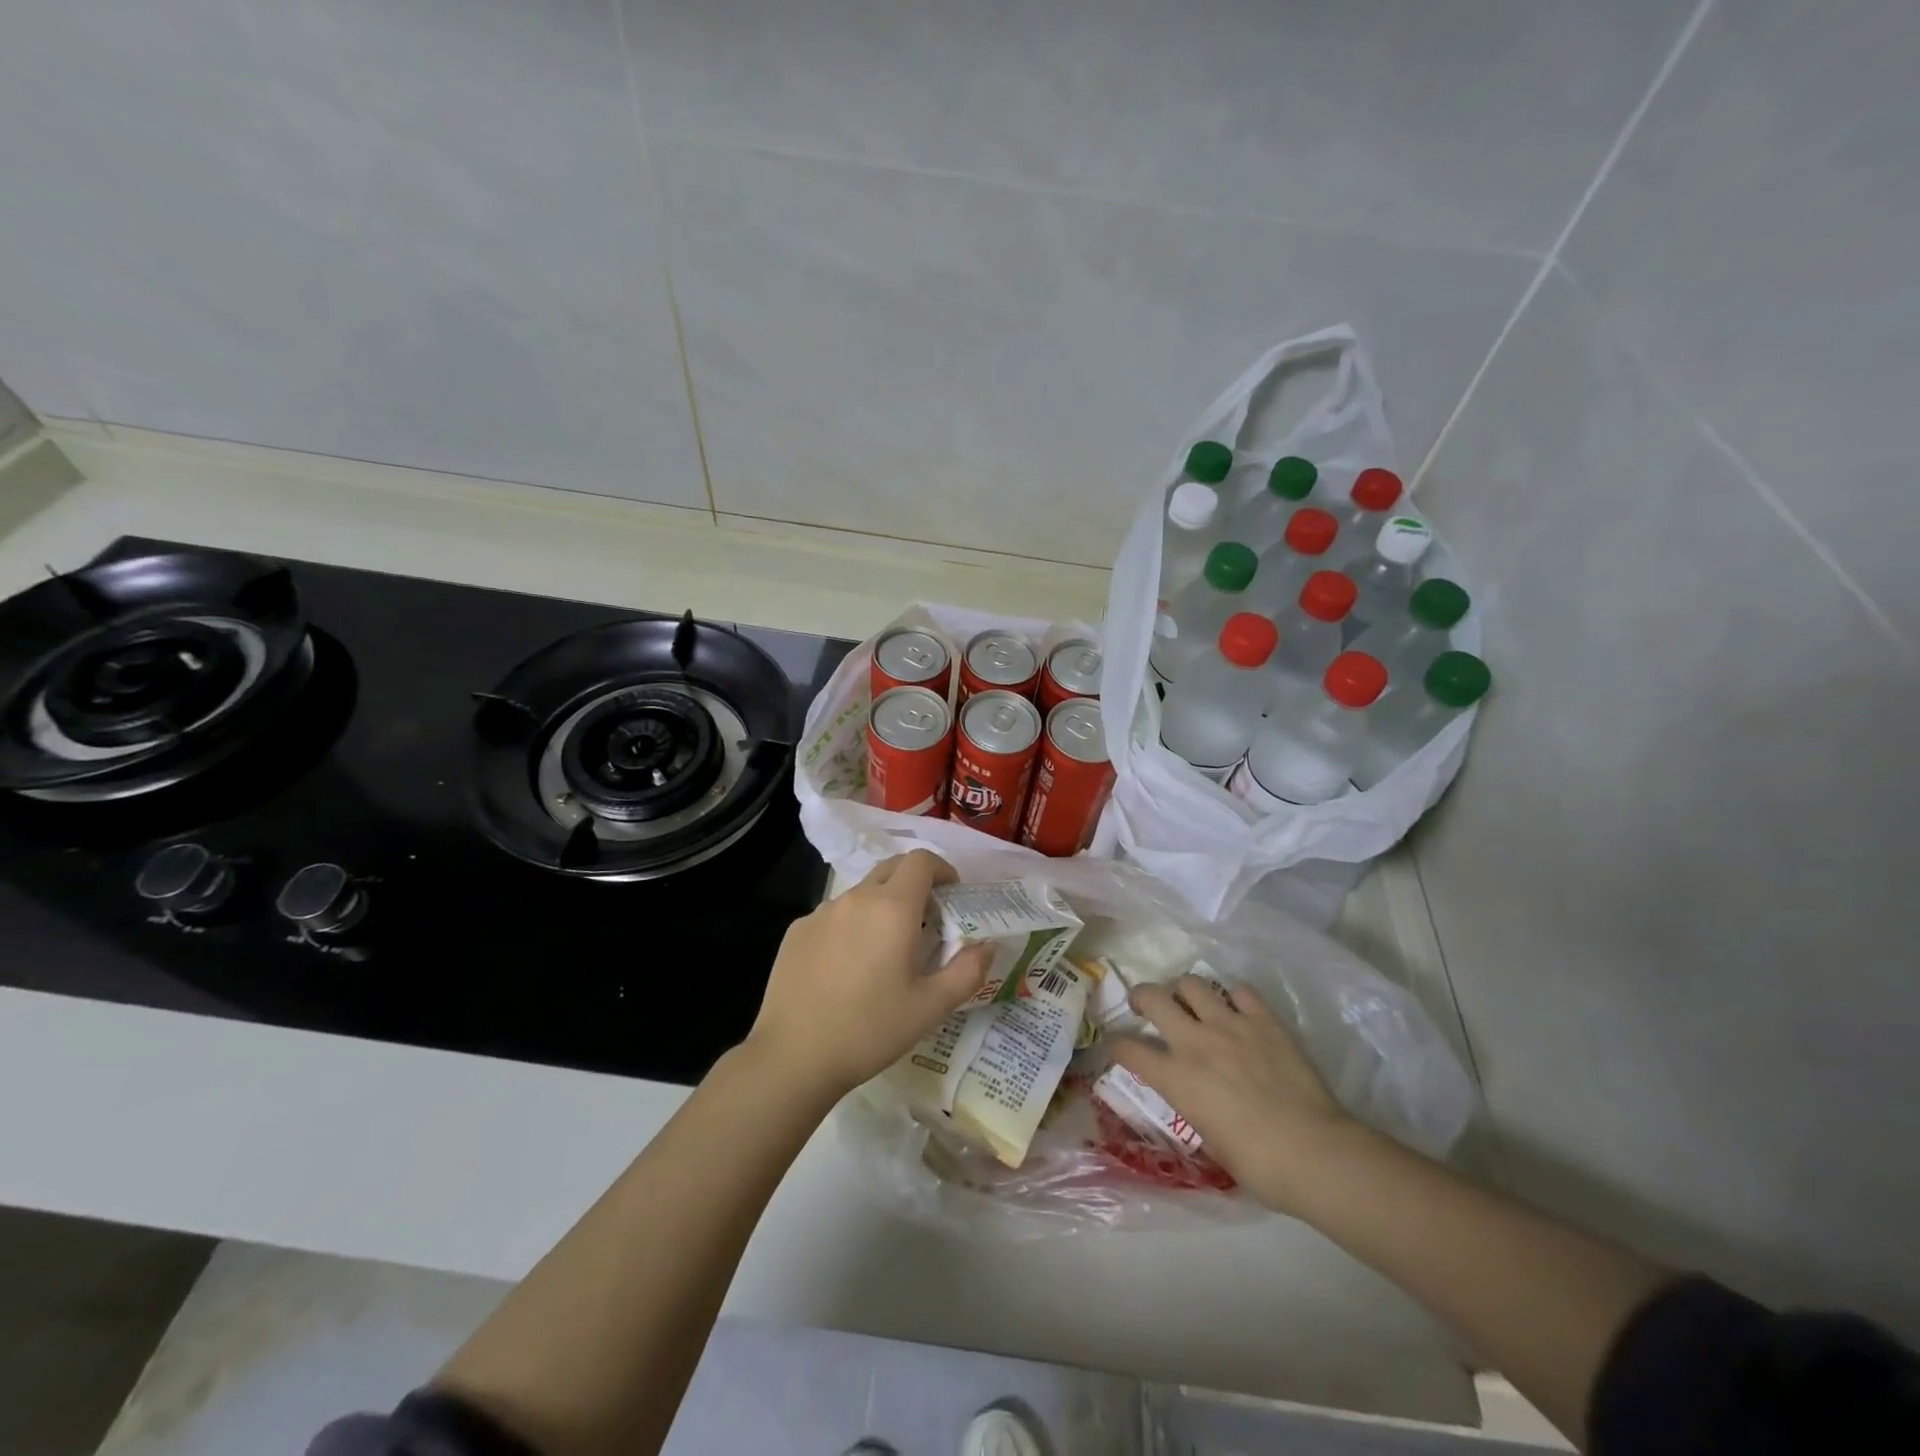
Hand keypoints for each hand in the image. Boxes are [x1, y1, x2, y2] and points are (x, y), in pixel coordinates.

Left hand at [744, 850, 991, 1101]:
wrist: (793, 1056)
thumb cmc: (870, 1029)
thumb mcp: (931, 1007)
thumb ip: (968, 971)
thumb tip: (988, 946)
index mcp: (892, 908)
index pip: (921, 861)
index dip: (942, 869)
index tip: (952, 895)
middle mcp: (856, 898)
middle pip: (891, 868)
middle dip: (914, 883)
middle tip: (926, 920)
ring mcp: (821, 912)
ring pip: (861, 893)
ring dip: (881, 906)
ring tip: (886, 949)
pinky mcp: (797, 931)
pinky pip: (833, 915)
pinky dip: (851, 926)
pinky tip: (847, 967)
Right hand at [1109, 974, 1354, 1215]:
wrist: (1314, 1152)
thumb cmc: (1258, 1164)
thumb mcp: (1208, 1140)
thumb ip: (1191, 1105)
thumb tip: (1191, 1094)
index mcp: (1176, 1078)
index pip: (1128, 1049)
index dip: (1116, 1044)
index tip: (1117, 1044)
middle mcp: (1195, 1042)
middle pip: (1152, 997)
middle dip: (1141, 997)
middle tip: (1146, 1006)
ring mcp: (1230, 1025)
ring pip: (1191, 983)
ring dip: (1183, 991)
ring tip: (1190, 1003)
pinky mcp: (1264, 1020)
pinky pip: (1240, 991)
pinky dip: (1232, 997)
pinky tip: (1237, 1010)